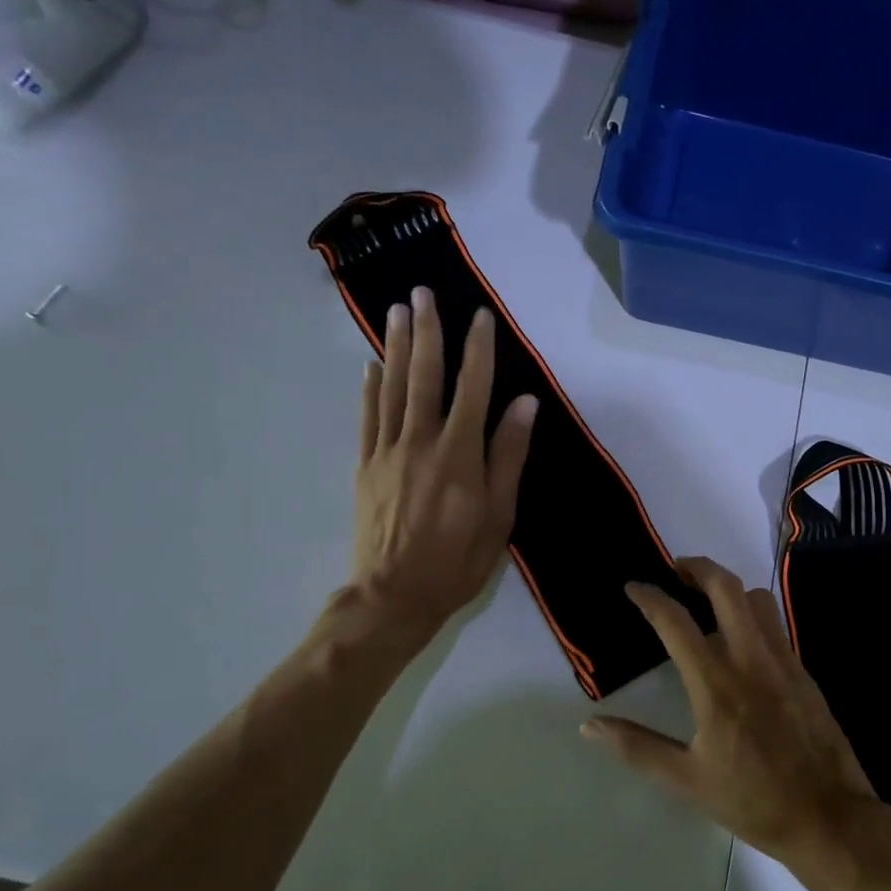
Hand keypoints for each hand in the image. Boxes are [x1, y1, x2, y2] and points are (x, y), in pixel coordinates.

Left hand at [346, 287, 536, 645]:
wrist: (393, 596)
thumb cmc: (457, 560)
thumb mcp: (499, 515)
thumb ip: (509, 456)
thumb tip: (525, 404)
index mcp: (459, 454)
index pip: (472, 389)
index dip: (478, 350)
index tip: (481, 317)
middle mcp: (420, 442)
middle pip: (424, 376)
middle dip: (427, 332)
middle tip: (423, 294)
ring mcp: (387, 452)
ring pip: (392, 388)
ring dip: (397, 347)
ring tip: (398, 312)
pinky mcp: (366, 467)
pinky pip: (368, 417)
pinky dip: (370, 388)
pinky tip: (372, 365)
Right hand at [582, 556, 878, 866]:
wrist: (829, 816)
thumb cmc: (753, 801)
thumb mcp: (687, 781)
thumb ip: (637, 747)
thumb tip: (589, 726)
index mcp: (716, 685)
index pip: (676, 623)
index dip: (650, 598)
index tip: (634, 587)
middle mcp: (751, 660)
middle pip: (726, 588)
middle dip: (697, 567)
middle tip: (675, 570)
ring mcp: (782, 661)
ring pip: (756, 599)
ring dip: (729, 588)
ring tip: (707, 600)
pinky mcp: (803, 671)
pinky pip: (775, 624)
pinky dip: (752, 614)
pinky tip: (741, 639)